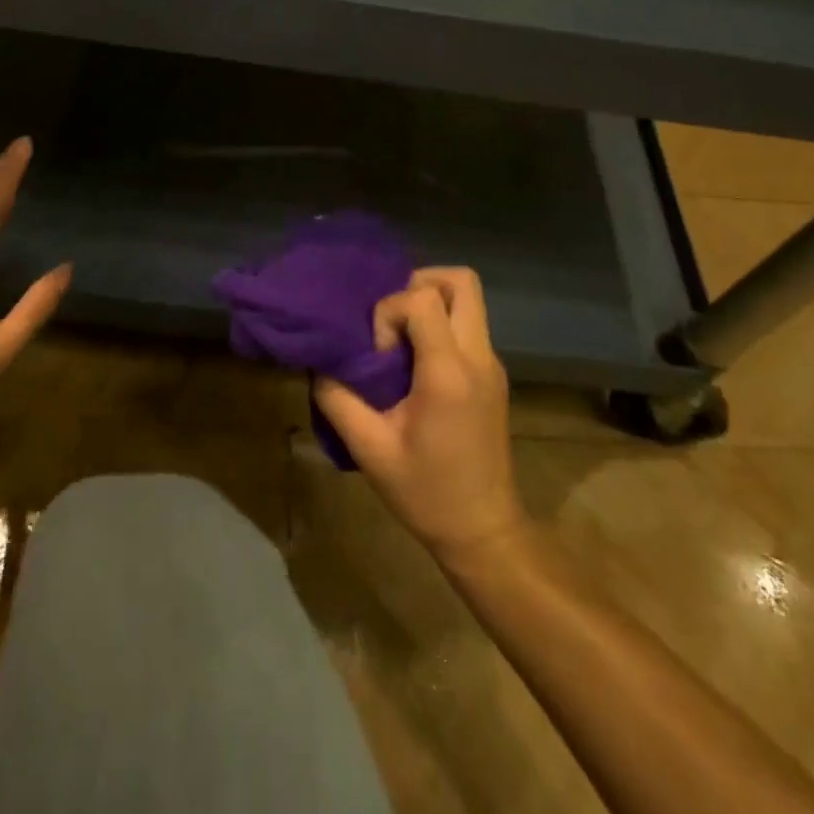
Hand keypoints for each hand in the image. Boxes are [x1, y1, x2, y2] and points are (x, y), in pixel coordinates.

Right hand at [314, 267, 526, 566]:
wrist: (484, 532)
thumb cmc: (426, 493)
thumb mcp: (369, 450)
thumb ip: (337, 399)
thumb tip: (320, 364)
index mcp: (449, 373)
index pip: (423, 300)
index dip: (389, 312)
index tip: (379, 355)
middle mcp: (478, 357)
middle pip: (461, 281)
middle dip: (419, 283)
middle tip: (389, 318)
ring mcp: (492, 364)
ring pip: (469, 298)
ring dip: (431, 301)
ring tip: (399, 336)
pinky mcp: (493, 375)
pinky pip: (468, 324)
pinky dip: (440, 324)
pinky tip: (414, 362)